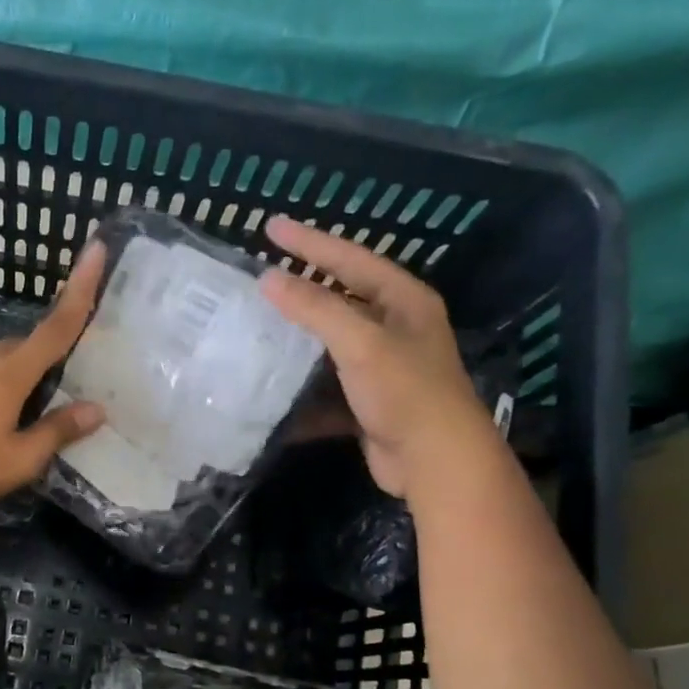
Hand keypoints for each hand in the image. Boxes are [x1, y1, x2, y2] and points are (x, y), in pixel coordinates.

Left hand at [0, 244, 106, 511]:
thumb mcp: (19, 458)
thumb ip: (57, 431)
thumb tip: (96, 410)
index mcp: (10, 373)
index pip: (56, 327)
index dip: (81, 291)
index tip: (96, 248)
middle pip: (30, 344)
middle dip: (54, 348)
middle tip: (78, 370)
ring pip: (7, 361)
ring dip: (29, 372)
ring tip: (46, 404)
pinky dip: (8, 386)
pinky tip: (10, 416)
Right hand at [259, 216, 495, 497]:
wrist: (433, 461)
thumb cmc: (404, 392)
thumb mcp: (360, 343)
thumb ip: (315, 308)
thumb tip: (268, 279)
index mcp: (404, 301)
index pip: (351, 259)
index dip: (310, 242)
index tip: (270, 227)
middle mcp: (395, 328)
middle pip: (339, 299)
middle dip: (300, 289)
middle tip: (259, 276)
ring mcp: (380, 367)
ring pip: (328, 345)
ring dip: (295, 342)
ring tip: (254, 330)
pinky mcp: (366, 402)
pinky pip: (325, 387)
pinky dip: (300, 391)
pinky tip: (270, 391)